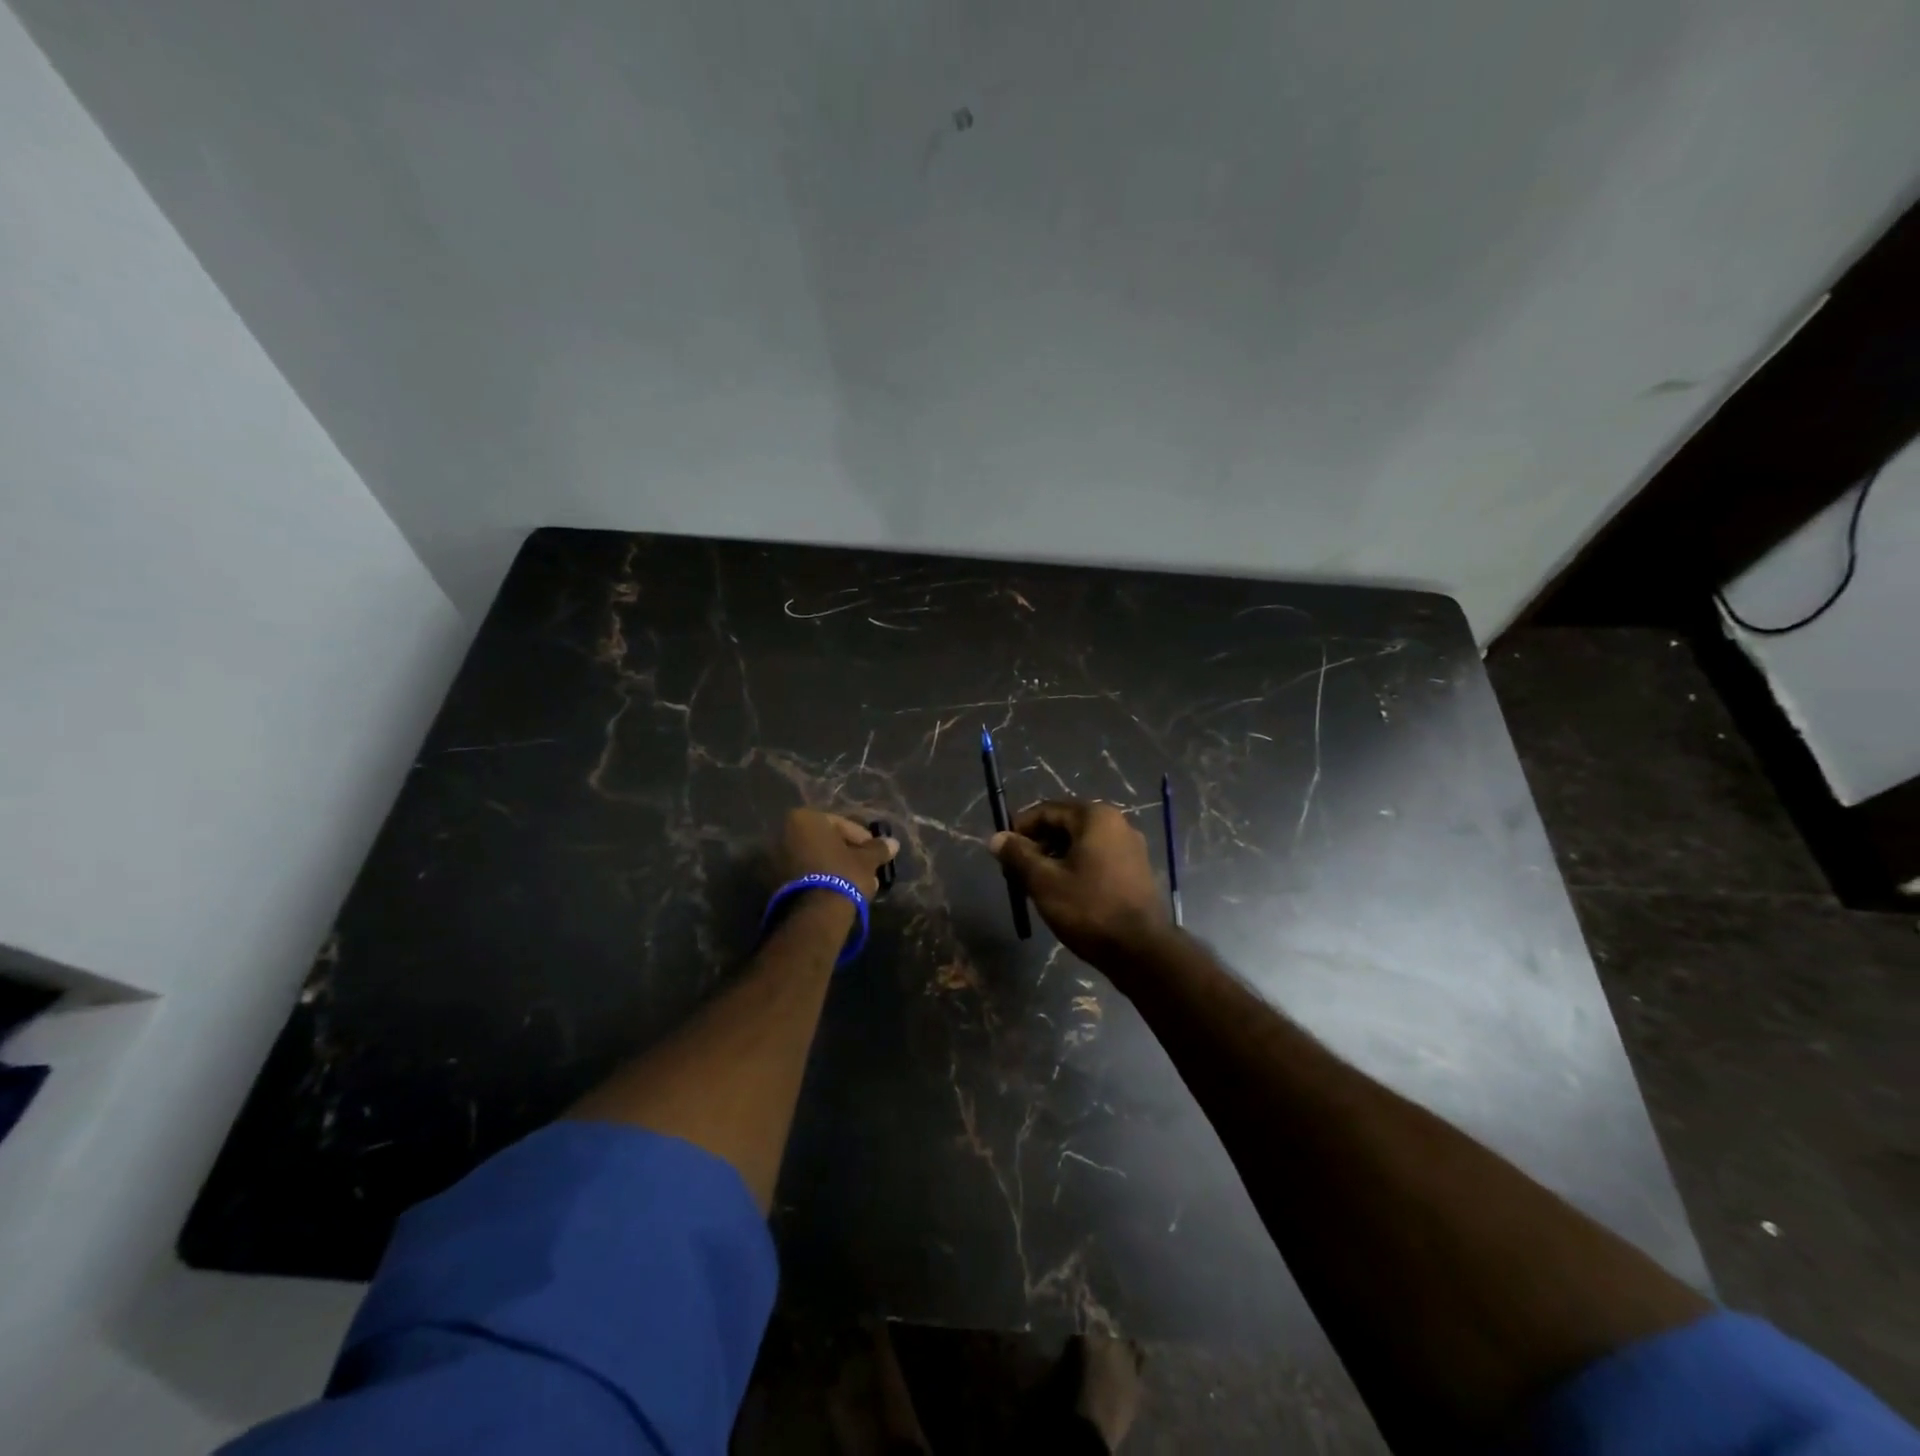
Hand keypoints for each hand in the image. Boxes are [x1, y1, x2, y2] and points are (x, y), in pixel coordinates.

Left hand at [774, 809, 899, 899]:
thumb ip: (878, 848)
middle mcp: (783, 833)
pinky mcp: (772, 882)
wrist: (814, 915)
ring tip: (856, 884)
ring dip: (834, 868)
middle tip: (866, 868)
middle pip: (824, 841)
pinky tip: (837, 892)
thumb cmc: (842, 875)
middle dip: (846, 854)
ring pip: (814, 859)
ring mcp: (774, 858)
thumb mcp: (866, 860)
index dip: (862, 838)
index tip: (875, 852)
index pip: (840, 824)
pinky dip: (820, 879)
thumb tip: (893, 843)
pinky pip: (803, 874)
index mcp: (804, 818)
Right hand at [990, 799, 1168, 967]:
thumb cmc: (1089, 909)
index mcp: (1095, 817)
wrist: (1141, 950)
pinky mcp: (1136, 870)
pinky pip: (1097, 858)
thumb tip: (996, 838)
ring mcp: (1130, 847)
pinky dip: (1075, 867)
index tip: (1002, 851)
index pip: (1047, 811)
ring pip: (1080, 844)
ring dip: (1054, 858)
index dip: (1020, 828)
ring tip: (1036, 885)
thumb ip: (1018, 855)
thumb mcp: (1044, 881)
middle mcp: (1117, 823)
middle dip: (1037, 845)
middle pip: (1065, 825)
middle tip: (1016, 871)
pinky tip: (1063, 892)